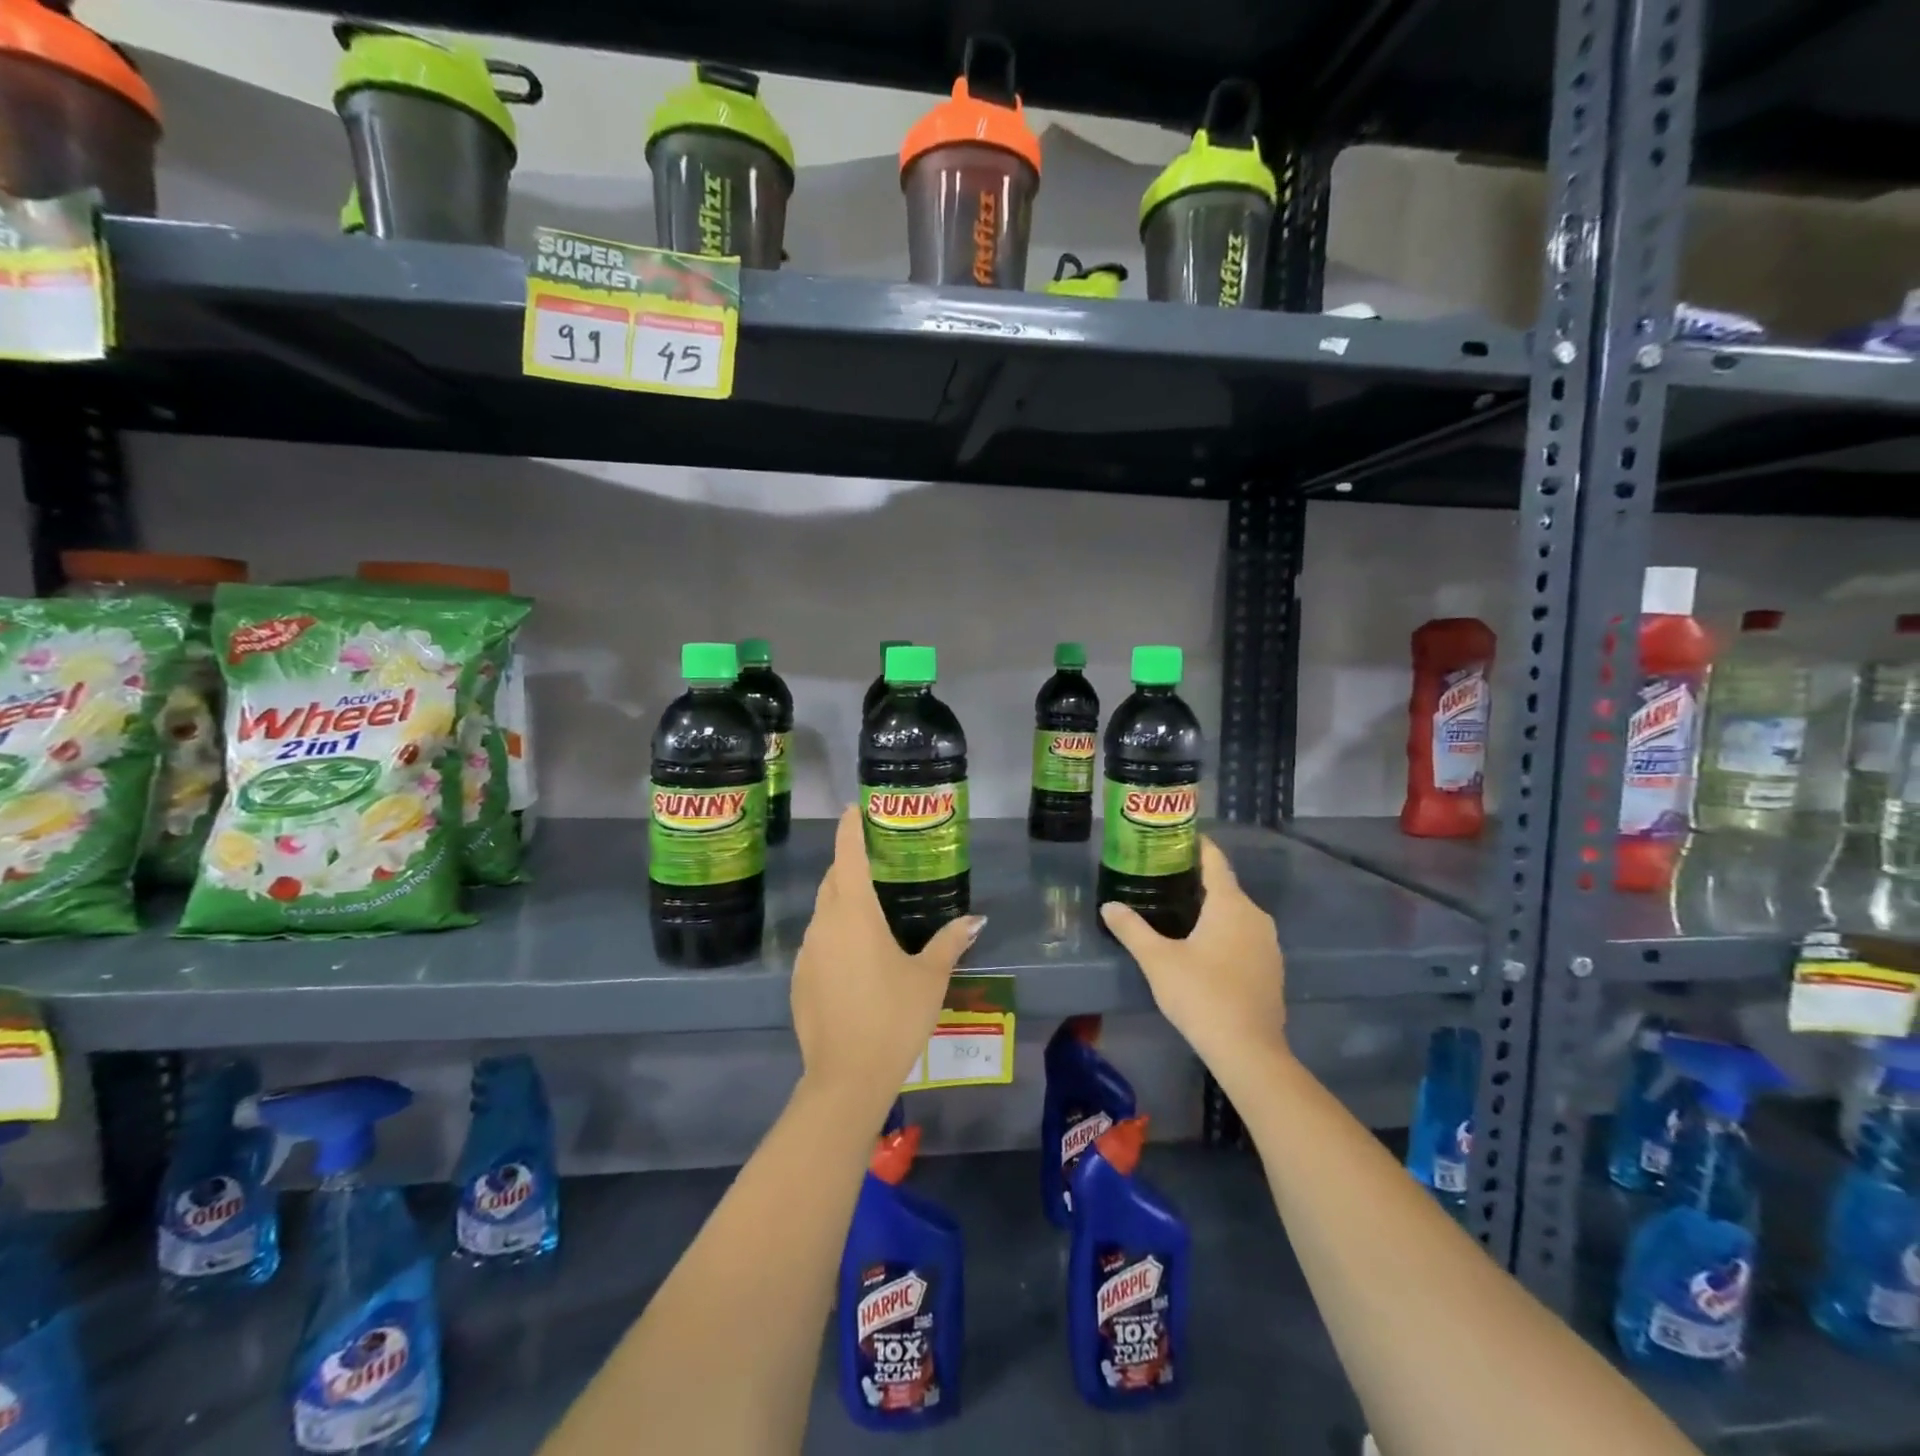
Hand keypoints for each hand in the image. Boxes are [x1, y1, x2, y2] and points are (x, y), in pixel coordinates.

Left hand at [790, 806, 984, 1112]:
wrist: (846, 1077)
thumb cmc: (894, 1017)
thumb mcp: (930, 978)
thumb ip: (950, 941)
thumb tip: (975, 919)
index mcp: (854, 913)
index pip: (847, 855)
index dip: (849, 828)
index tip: (853, 809)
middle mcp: (824, 923)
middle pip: (832, 880)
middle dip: (847, 863)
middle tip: (874, 860)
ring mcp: (806, 952)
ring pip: (822, 911)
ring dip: (841, 901)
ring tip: (869, 910)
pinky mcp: (798, 979)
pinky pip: (817, 942)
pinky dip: (833, 935)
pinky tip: (855, 959)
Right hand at [1100, 836, 1288, 1077]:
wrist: (1248, 1050)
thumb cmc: (1201, 994)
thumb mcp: (1157, 960)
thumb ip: (1131, 929)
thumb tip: (1108, 906)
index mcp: (1230, 904)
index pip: (1215, 861)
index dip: (1197, 846)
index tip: (1176, 837)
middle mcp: (1255, 916)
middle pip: (1225, 887)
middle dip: (1197, 880)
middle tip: (1164, 877)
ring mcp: (1268, 944)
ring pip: (1236, 914)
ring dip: (1212, 909)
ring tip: (1178, 910)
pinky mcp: (1271, 969)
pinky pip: (1245, 937)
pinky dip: (1225, 933)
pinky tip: (1203, 948)